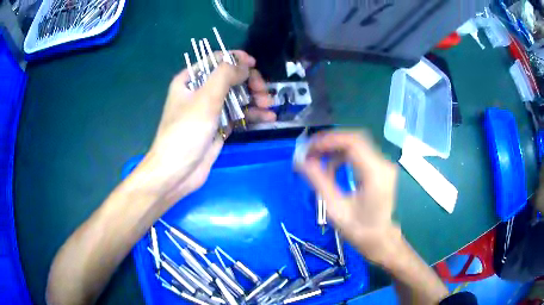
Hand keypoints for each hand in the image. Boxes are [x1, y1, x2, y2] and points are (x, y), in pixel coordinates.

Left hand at [135, 51, 275, 204]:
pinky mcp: (219, 127)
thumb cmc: (186, 132)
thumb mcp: (205, 98)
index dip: (236, 59)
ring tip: (269, 105)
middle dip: (249, 82)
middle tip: (263, 92)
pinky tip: (268, 117)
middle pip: (229, 78)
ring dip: (254, 99)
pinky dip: (252, 115)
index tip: (254, 64)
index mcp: (190, 80)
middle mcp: (200, 92)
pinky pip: (238, 115)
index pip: (215, 60)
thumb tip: (245, 65)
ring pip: (236, 97)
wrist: (177, 173)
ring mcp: (210, 110)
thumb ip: (225, 75)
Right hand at [296, 131, 399, 263]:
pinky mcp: (380, 168)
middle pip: (354, 139)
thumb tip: (300, 161)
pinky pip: (359, 153)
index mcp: (375, 173)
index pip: (352, 142)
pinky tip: (331, 168)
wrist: (379, 239)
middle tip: (309, 152)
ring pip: (356, 144)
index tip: (308, 148)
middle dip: (329, 142)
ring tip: (316, 160)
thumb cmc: (358, 229)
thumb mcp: (335, 208)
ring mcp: (383, 164)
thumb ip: (318, 181)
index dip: (328, 140)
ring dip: (334, 148)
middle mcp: (383, 163)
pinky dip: (342, 155)